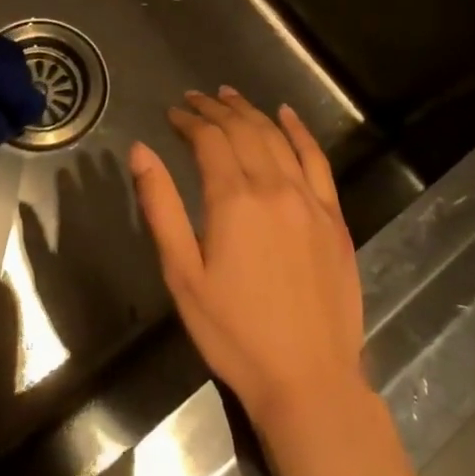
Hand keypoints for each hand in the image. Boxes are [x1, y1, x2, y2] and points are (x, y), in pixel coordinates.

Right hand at [130, 87, 364, 430]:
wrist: (308, 379)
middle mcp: (274, 188)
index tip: (172, 113)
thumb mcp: (182, 273)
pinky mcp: (335, 219)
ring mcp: (310, 201)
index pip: (209, 141)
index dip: (189, 121)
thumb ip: (160, 206)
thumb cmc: (233, 331)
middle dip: (216, 110)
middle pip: (243, 131)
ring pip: (277, 139)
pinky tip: (288, 115)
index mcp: (234, 200)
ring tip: (230, 96)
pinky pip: (318, 161)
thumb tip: (140, 150)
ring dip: (251, 112)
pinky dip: (301, 132)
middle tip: (195, 99)